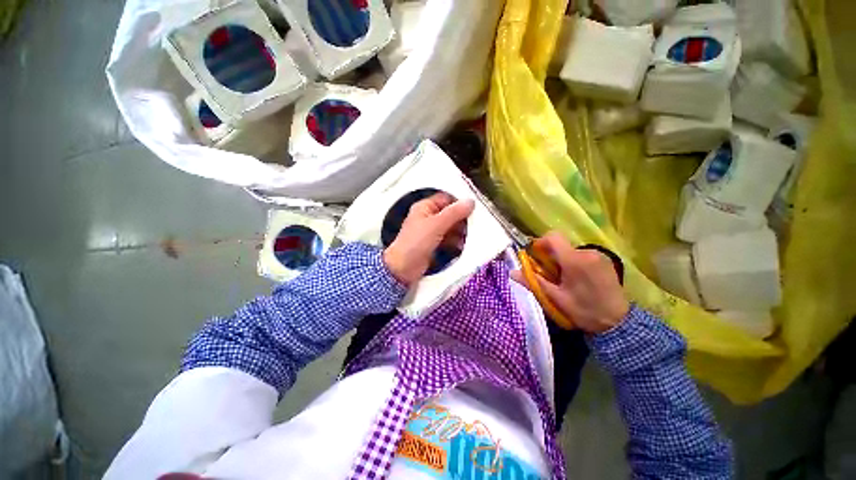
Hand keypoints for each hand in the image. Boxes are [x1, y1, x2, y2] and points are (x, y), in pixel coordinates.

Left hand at [383, 193, 474, 285]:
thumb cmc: (417, 242)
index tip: (473, 208)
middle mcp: (428, 218)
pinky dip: (455, 242)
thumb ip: (454, 213)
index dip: (459, 202)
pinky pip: (448, 239)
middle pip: (449, 214)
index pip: (445, 199)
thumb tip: (470, 201)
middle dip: (461, 219)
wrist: (403, 268)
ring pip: (450, 227)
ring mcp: (430, 232)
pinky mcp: (433, 245)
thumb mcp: (436, 224)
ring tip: (468, 237)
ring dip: (460, 232)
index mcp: (425, 207)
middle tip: (474, 224)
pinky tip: (461, 246)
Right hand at [511, 231, 628, 333]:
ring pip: (571, 250)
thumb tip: (512, 272)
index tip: (536, 256)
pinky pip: (583, 254)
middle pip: (561, 245)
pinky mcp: (606, 260)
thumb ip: (533, 282)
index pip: (553, 237)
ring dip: (563, 260)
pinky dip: (574, 262)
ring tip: (565, 279)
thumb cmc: (583, 311)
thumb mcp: (554, 298)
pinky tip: (578, 279)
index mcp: (574, 260)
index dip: (540, 242)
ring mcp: (599, 255)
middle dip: (551, 256)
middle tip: (549, 274)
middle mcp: (588, 252)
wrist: (618, 323)